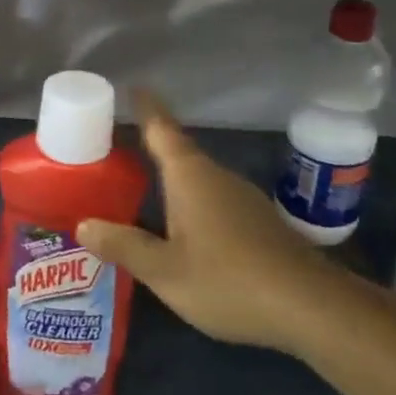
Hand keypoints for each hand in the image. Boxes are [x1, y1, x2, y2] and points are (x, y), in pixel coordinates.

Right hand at [76, 93, 326, 354]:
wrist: (311, 307)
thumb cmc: (228, 279)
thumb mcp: (165, 271)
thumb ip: (124, 246)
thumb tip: (83, 224)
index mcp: (189, 176)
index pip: (161, 129)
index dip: (145, 107)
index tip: (132, 87)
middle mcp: (215, 176)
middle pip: (178, 152)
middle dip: (149, 147)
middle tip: (115, 150)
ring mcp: (242, 198)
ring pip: (197, 178)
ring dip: (170, 179)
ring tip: (140, 187)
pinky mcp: (258, 222)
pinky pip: (213, 199)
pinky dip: (190, 202)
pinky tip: (181, 228)